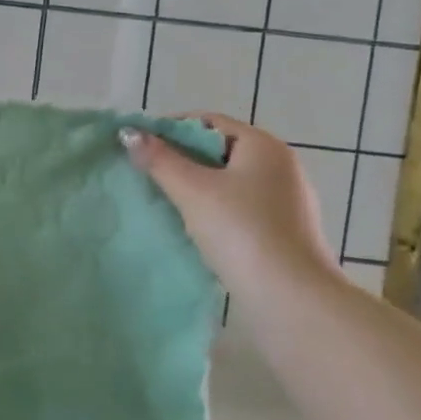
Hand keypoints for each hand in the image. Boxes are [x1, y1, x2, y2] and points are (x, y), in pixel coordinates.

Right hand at [122, 112, 342, 301]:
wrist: (291, 298)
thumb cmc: (241, 231)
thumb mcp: (192, 190)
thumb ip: (159, 159)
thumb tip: (129, 133)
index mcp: (264, 145)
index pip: (209, 121)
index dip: (171, 129)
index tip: (140, 146)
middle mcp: (281, 166)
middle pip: (220, 150)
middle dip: (182, 159)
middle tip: (147, 173)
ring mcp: (287, 200)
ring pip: (230, 181)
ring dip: (197, 186)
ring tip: (165, 201)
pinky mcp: (286, 231)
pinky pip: (242, 207)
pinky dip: (216, 210)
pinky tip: (196, 228)